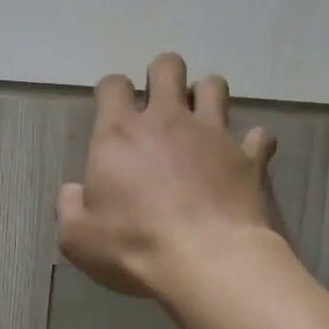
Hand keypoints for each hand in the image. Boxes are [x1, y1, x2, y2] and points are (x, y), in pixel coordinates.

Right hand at [57, 52, 279, 301]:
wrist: (205, 261)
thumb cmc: (133, 247)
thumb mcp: (78, 239)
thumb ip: (70, 208)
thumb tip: (73, 191)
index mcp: (120, 134)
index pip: (112, 86)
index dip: (111, 92)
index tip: (111, 111)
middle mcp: (168, 120)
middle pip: (168, 67)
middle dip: (162, 77)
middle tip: (159, 106)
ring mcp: (214, 134)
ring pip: (215, 86)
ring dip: (206, 97)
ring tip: (201, 123)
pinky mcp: (250, 157)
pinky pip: (259, 136)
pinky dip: (251, 144)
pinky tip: (244, 159)